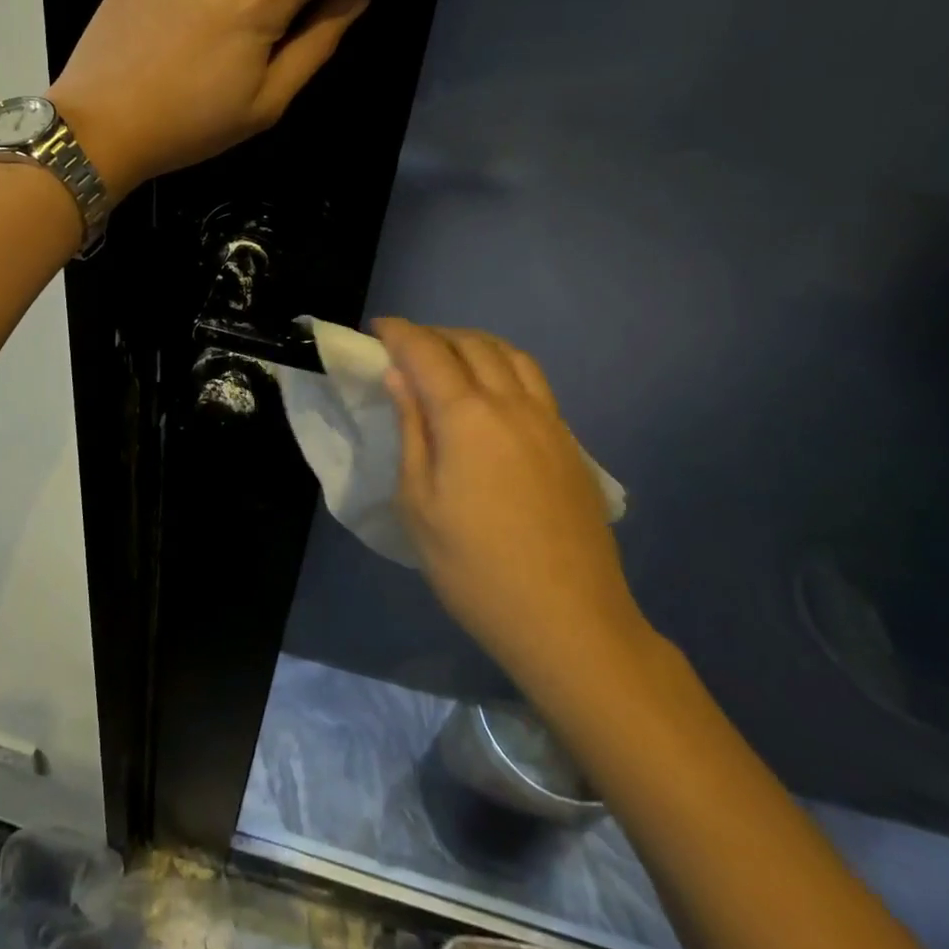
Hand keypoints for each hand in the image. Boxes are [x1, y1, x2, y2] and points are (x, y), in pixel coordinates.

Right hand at [373, 318, 653, 696]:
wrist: (568, 620)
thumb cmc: (474, 567)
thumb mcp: (419, 503)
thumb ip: (411, 431)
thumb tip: (399, 377)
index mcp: (468, 417)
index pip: (428, 353)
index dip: (400, 334)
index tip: (377, 328)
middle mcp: (513, 405)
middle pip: (473, 344)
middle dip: (435, 334)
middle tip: (406, 346)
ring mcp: (549, 422)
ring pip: (512, 356)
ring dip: (475, 344)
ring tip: (449, 359)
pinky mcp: (570, 445)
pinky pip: (534, 383)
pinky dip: (504, 367)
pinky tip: (490, 395)